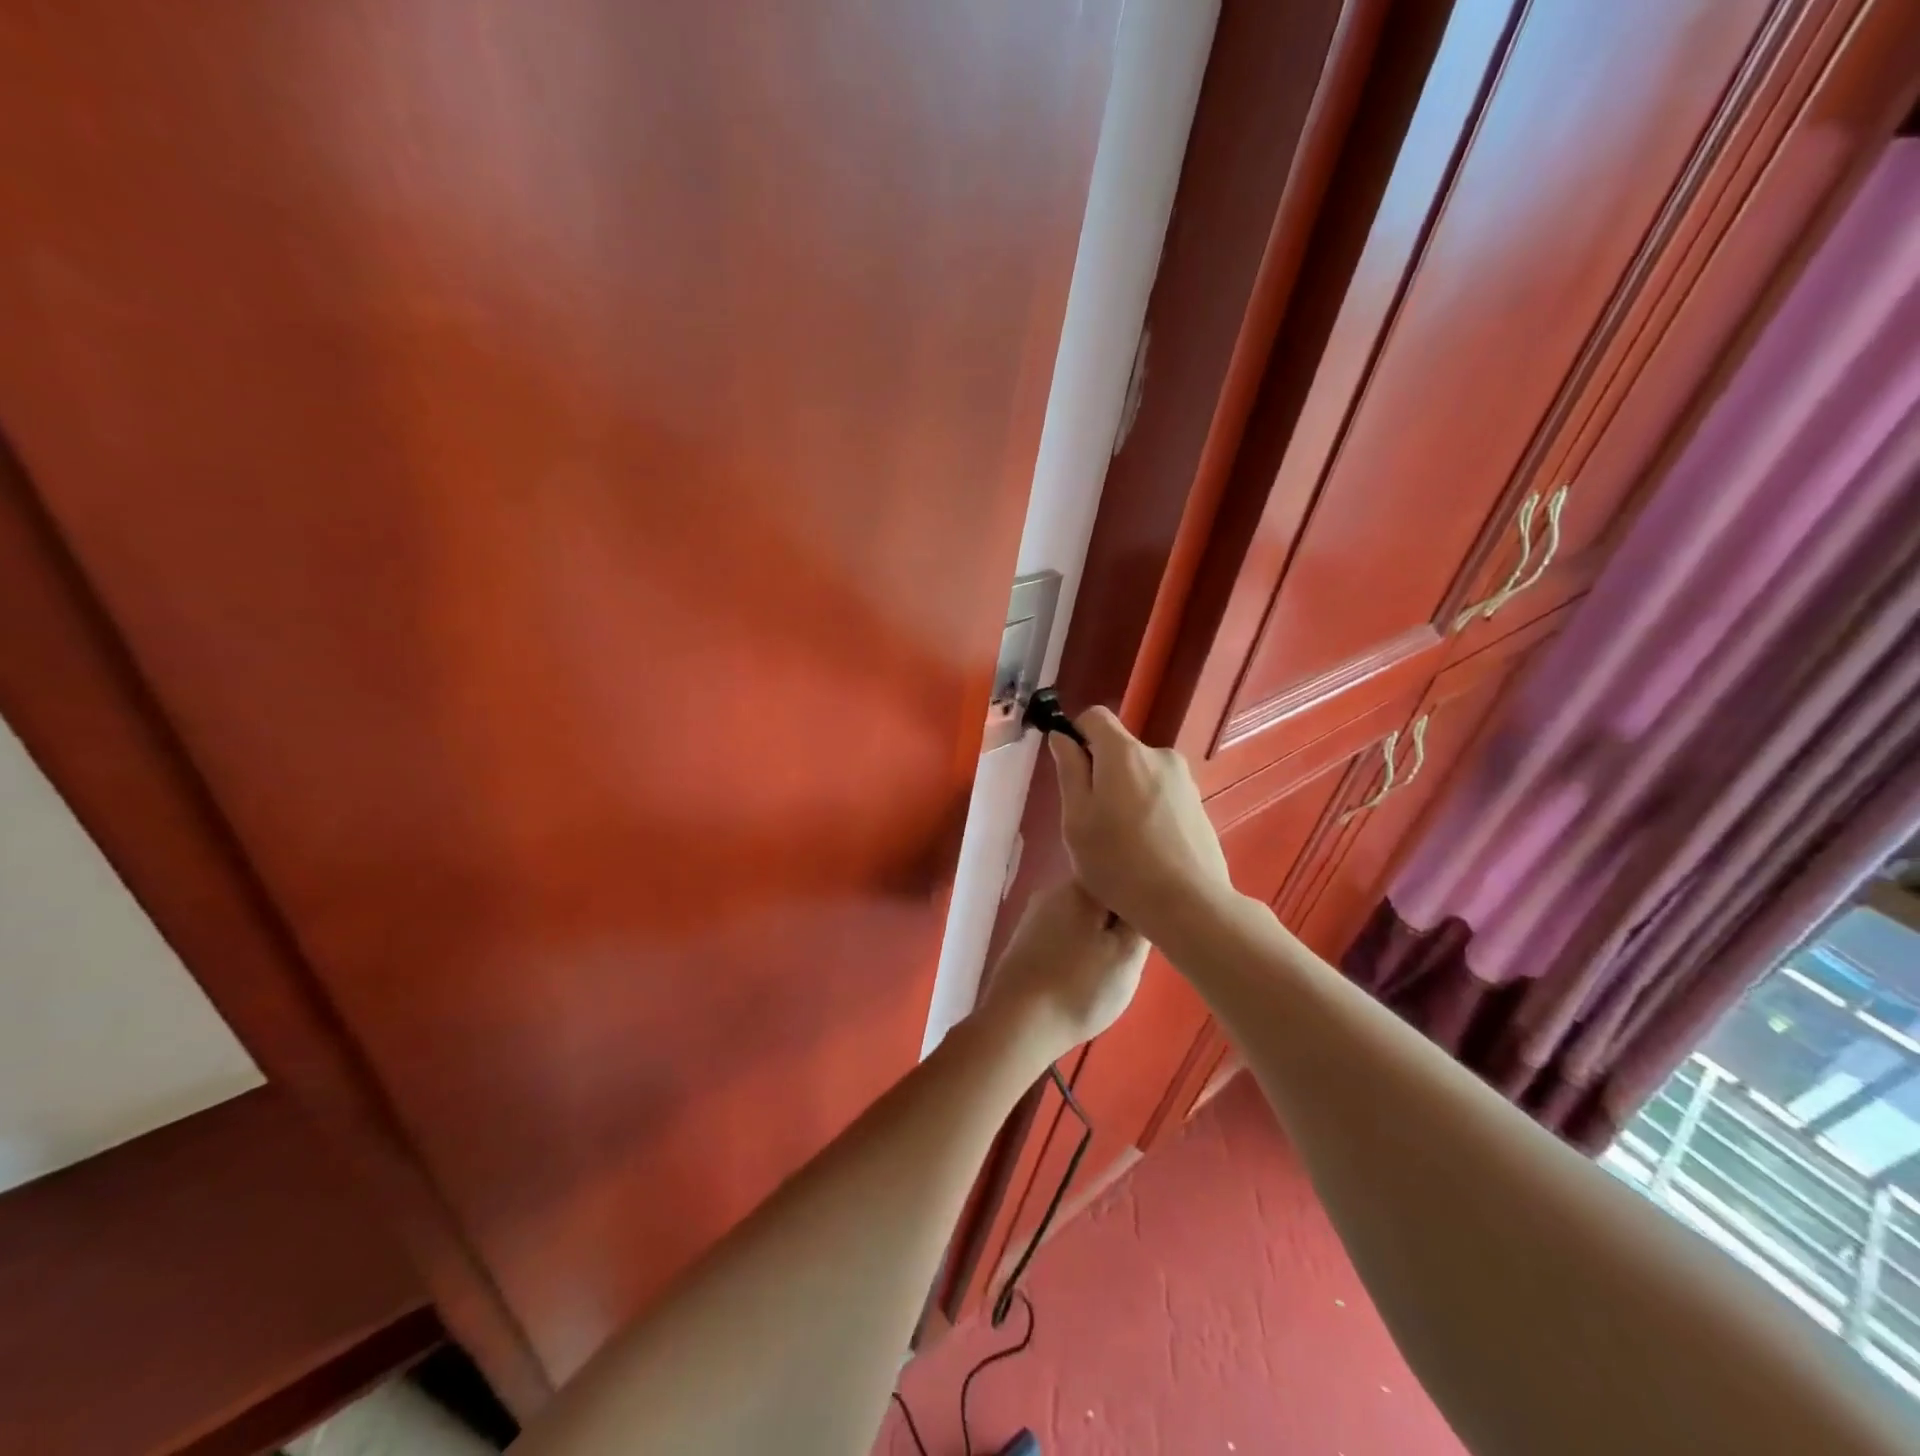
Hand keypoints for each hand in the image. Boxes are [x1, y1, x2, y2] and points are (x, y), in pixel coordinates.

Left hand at [978, 880, 1146, 1060]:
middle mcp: (1053, 890)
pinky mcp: (1023, 940)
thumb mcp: (1127, 955)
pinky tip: (1076, 980)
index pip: (1124, 882)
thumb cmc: (1080, 986)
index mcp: (1081, 885)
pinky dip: (1074, 954)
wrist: (1017, 1022)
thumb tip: (1141, 901)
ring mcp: (1034, 915)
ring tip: (1101, 975)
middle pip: (1101, 901)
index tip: (1143, 939)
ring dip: (1096, 942)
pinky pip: (1060, 938)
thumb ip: (1140, 921)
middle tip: (1124, 962)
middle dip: (1116, 928)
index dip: (1139, 910)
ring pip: (1081, 921)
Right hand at [1046, 707, 1235, 944]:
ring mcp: (1184, 780)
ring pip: (1140, 774)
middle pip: (1118, 748)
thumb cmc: (1118, 861)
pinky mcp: (1199, 804)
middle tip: (1092, 820)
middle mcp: (1159, 754)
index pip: (1095, 716)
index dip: (1076, 735)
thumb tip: (1062, 737)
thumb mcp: (1077, 818)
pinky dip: (1147, 811)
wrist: (1189, 904)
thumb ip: (1069, 771)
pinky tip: (1146, 850)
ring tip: (1121, 842)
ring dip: (1125, 794)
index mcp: (1124, 752)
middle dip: (1101, 773)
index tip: (1070, 771)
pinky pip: (1161, 795)